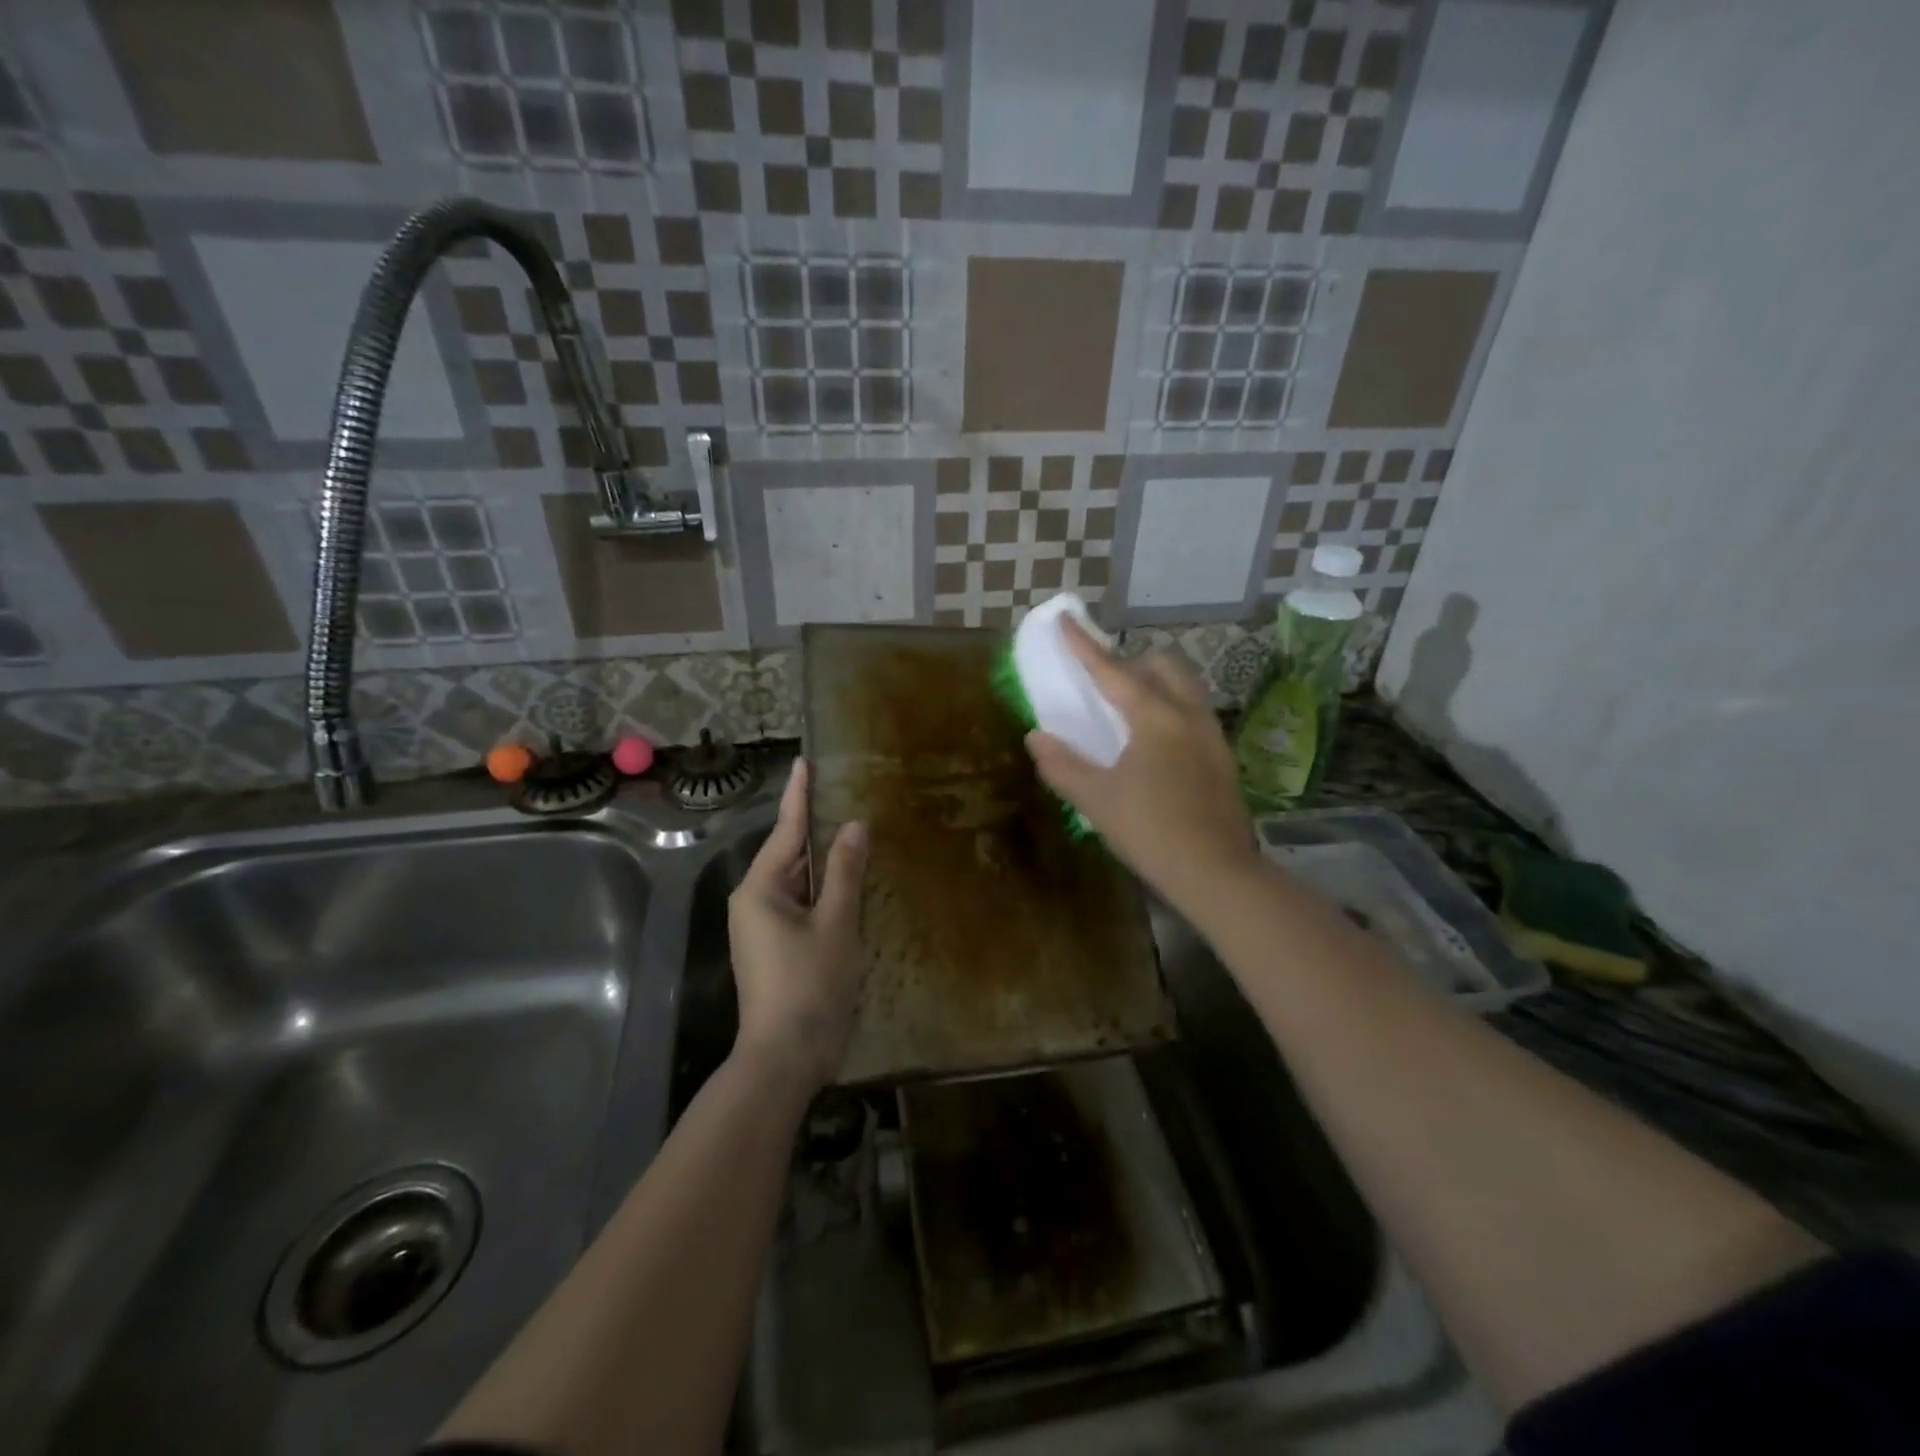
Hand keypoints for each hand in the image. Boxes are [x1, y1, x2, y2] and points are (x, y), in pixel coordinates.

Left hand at [728, 759, 868, 1094]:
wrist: (785, 1058)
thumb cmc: (810, 985)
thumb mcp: (836, 924)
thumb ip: (845, 872)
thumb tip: (853, 826)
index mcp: (760, 889)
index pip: (786, 830)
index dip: (800, 794)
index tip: (806, 761)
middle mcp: (754, 902)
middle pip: (791, 855)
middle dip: (818, 829)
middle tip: (847, 795)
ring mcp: (762, 927)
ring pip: (798, 882)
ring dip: (825, 863)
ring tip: (853, 831)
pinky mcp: (774, 948)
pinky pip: (800, 905)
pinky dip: (824, 891)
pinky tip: (848, 882)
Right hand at [1026, 619, 1258, 910]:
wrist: (1217, 872)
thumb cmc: (1151, 832)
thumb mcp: (1096, 799)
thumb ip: (1062, 764)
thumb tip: (1036, 737)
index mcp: (1154, 717)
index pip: (1112, 670)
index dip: (1084, 645)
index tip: (1066, 619)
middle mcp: (1188, 713)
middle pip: (1162, 664)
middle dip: (1131, 661)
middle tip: (1105, 681)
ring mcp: (1212, 733)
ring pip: (1184, 685)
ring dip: (1155, 682)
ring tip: (1129, 709)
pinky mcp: (1222, 755)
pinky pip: (1193, 710)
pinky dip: (1170, 706)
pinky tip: (1155, 742)